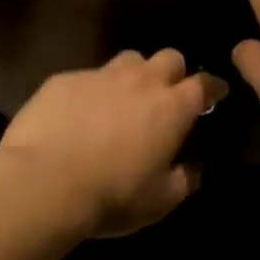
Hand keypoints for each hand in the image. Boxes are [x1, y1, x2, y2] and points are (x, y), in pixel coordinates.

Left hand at [0, 49, 221, 237]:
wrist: (43, 182)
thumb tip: (192, 169)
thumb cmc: (112, 195)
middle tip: (167, 94)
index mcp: (171, 108)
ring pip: (128, 60)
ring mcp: (100, 75)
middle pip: (169, 58)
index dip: (213, 87)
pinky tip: (79, 113)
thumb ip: (183, 181)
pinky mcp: (64, 79)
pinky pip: (87, 76)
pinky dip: (92, 90)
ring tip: (123, 98)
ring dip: (134, 75)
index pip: (204, 84)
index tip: (216, 93)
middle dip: (174, 72)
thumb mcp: (159, 202)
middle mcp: (140, 82)